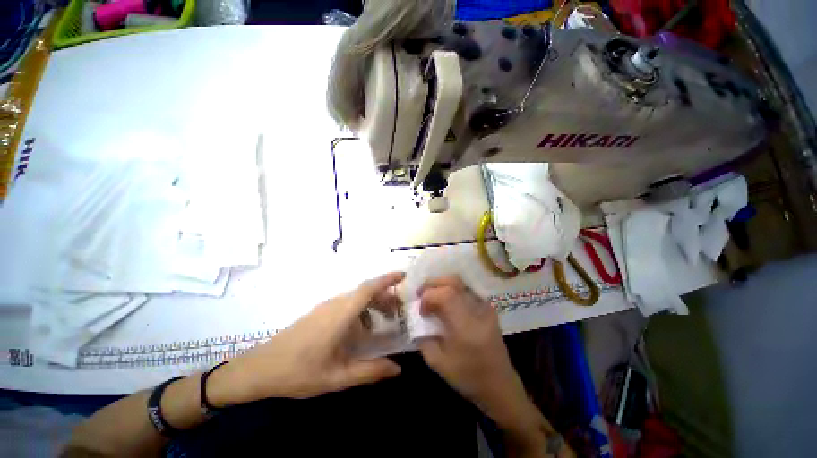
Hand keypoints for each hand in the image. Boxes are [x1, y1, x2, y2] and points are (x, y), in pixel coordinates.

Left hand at [210, 272, 404, 403]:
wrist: (259, 368)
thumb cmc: (299, 372)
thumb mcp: (337, 377)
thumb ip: (370, 371)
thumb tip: (398, 369)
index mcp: (341, 314)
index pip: (369, 288)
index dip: (387, 278)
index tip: (404, 276)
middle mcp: (335, 304)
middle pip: (366, 291)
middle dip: (386, 296)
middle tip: (399, 310)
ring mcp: (326, 306)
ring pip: (357, 297)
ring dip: (374, 303)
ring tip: (384, 321)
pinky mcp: (320, 312)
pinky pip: (347, 304)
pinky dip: (362, 310)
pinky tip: (362, 330)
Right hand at [416, 276, 548, 447]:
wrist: (500, 386)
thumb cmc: (468, 378)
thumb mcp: (438, 363)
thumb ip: (424, 338)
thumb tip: (417, 319)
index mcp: (466, 326)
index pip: (445, 295)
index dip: (428, 296)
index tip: (421, 310)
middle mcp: (478, 310)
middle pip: (454, 281)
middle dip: (433, 283)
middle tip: (421, 293)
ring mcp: (486, 307)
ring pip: (461, 282)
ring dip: (442, 284)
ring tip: (432, 294)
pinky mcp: (489, 308)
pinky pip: (467, 290)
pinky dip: (452, 289)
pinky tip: (446, 301)